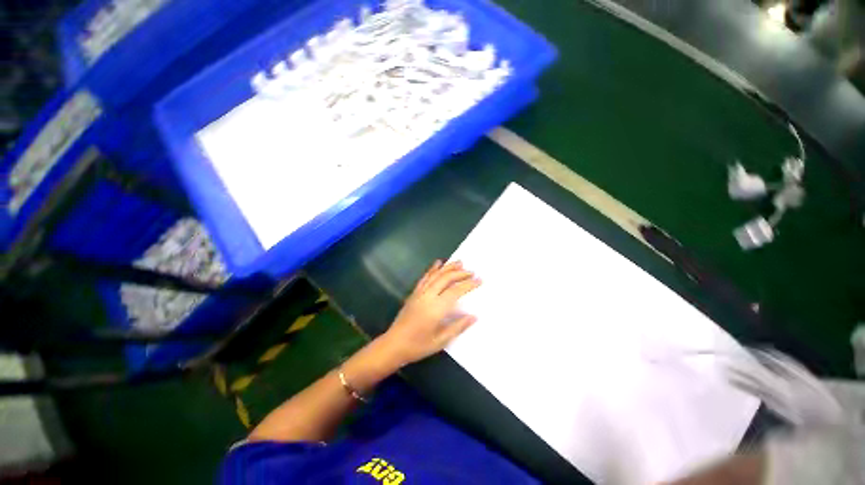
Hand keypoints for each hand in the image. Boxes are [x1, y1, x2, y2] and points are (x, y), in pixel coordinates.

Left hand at [379, 260, 480, 366]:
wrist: (393, 344)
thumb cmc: (418, 346)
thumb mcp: (440, 341)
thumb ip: (457, 327)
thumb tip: (474, 316)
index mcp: (436, 308)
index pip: (455, 291)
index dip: (468, 284)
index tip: (479, 280)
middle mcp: (428, 296)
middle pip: (446, 279)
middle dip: (460, 273)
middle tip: (472, 272)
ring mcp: (419, 293)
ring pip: (436, 275)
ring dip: (448, 267)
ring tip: (459, 262)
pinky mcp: (414, 293)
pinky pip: (424, 277)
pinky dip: (432, 269)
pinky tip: (438, 263)